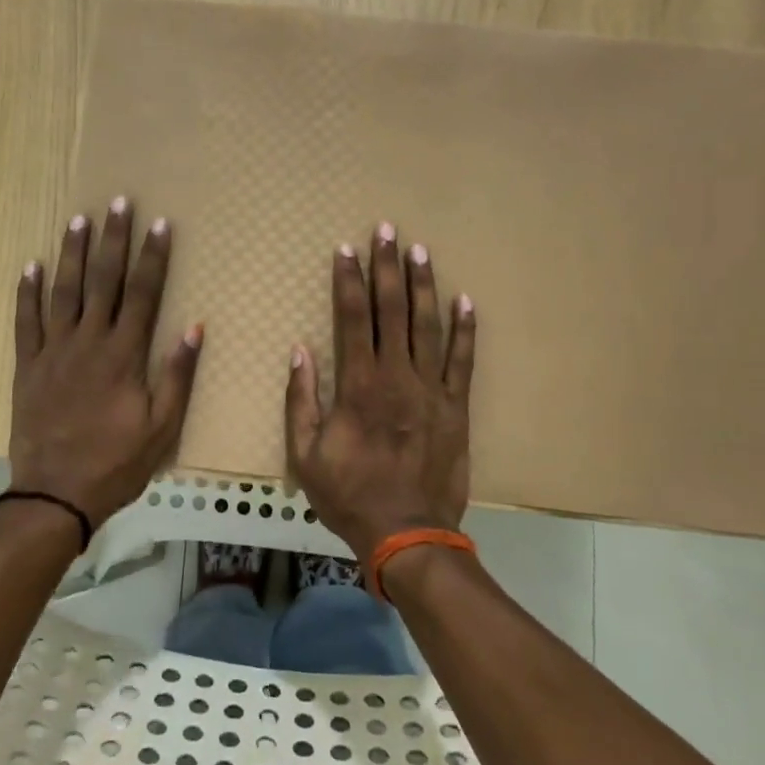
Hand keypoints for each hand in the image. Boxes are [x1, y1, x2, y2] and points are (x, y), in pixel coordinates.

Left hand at [9, 198, 201, 525]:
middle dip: (113, 240)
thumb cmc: (117, 462)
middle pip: (103, 280)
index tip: (160, 224)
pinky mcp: (28, 366)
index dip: (153, 257)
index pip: (144, 293)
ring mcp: (54, 351)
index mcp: (124, 355)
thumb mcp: (162, 426)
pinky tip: (30, 265)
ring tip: (78, 220)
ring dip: (72, 253)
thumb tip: (195, 326)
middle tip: (118, 203)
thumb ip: (178, 374)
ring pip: (63, 291)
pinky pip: (26, 322)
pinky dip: (27, 293)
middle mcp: (89, 342)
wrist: (56, 493)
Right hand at [284, 223, 475, 558]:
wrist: (407, 533)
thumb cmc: (350, 495)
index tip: (346, 249)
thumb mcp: (306, 454)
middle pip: (392, 310)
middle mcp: (397, 377)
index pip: (351, 318)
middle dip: (387, 267)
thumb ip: (301, 400)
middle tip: (387, 230)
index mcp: (358, 386)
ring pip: (428, 326)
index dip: (348, 281)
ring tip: (420, 250)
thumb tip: (299, 351)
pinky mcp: (457, 407)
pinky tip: (464, 300)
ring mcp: (432, 390)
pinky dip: (465, 330)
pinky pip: (463, 361)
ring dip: (423, 285)